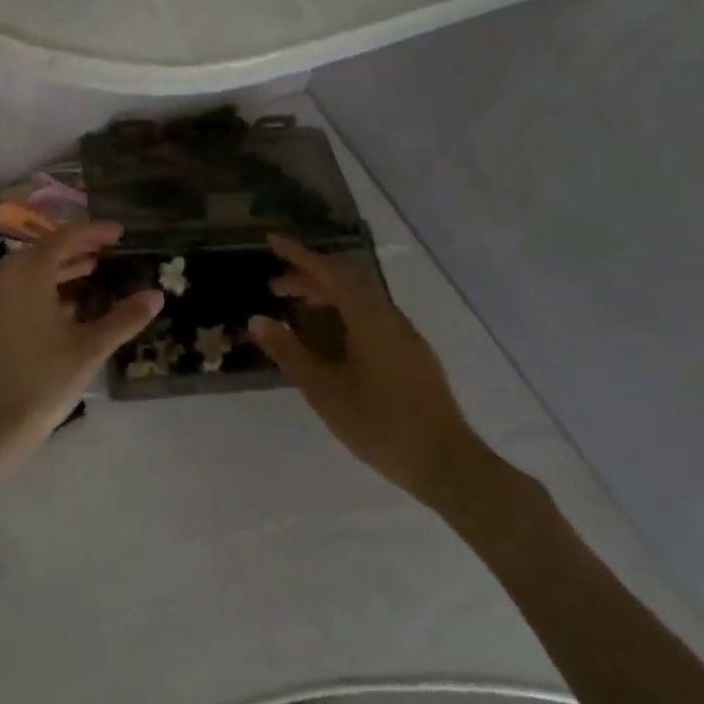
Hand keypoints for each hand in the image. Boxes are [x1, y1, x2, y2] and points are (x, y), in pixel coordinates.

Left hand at [0, 222, 162, 470]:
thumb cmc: (42, 382)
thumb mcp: (89, 349)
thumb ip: (124, 319)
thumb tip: (156, 295)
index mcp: (30, 272)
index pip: (66, 237)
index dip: (95, 232)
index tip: (120, 233)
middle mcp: (5, 276)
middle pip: (45, 249)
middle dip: (77, 248)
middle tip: (108, 253)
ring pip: (28, 271)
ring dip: (59, 269)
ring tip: (90, 275)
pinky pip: (15, 290)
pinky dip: (41, 288)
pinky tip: (62, 309)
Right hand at [249, 234, 489, 509]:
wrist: (446, 462)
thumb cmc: (379, 423)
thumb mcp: (323, 390)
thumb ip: (289, 352)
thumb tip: (258, 319)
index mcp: (367, 316)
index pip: (328, 271)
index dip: (298, 254)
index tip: (272, 240)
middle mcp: (388, 315)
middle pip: (345, 279)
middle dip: (308, 276)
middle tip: (276, 287)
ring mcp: (404, 334)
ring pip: (360, 297)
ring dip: (327, 294)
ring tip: (299, 309)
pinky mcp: (412, 353)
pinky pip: (372, 315)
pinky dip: (344, 311)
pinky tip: (333, 337)